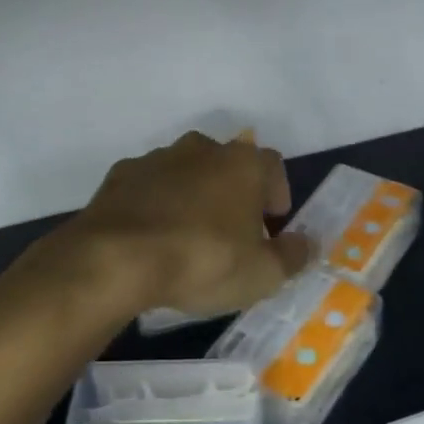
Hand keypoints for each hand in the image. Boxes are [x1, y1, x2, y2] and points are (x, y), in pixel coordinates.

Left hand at [50, 132, 313, 319]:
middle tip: (232, 233)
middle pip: (228, 165)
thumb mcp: (262, 274)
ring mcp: (157, 158)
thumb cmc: (203, 261)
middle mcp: (201, 149)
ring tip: (188, 237)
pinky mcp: (120, 175)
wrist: (116, 258)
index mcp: (242, 163)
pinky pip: (149, 187)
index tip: (272, 225)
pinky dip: (155, 204)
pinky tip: (151, 237)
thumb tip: (307, 244)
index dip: (277, 194)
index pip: (272, 166)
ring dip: (193, 196)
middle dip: (234, 194)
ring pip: (186, 173)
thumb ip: (292, 256)